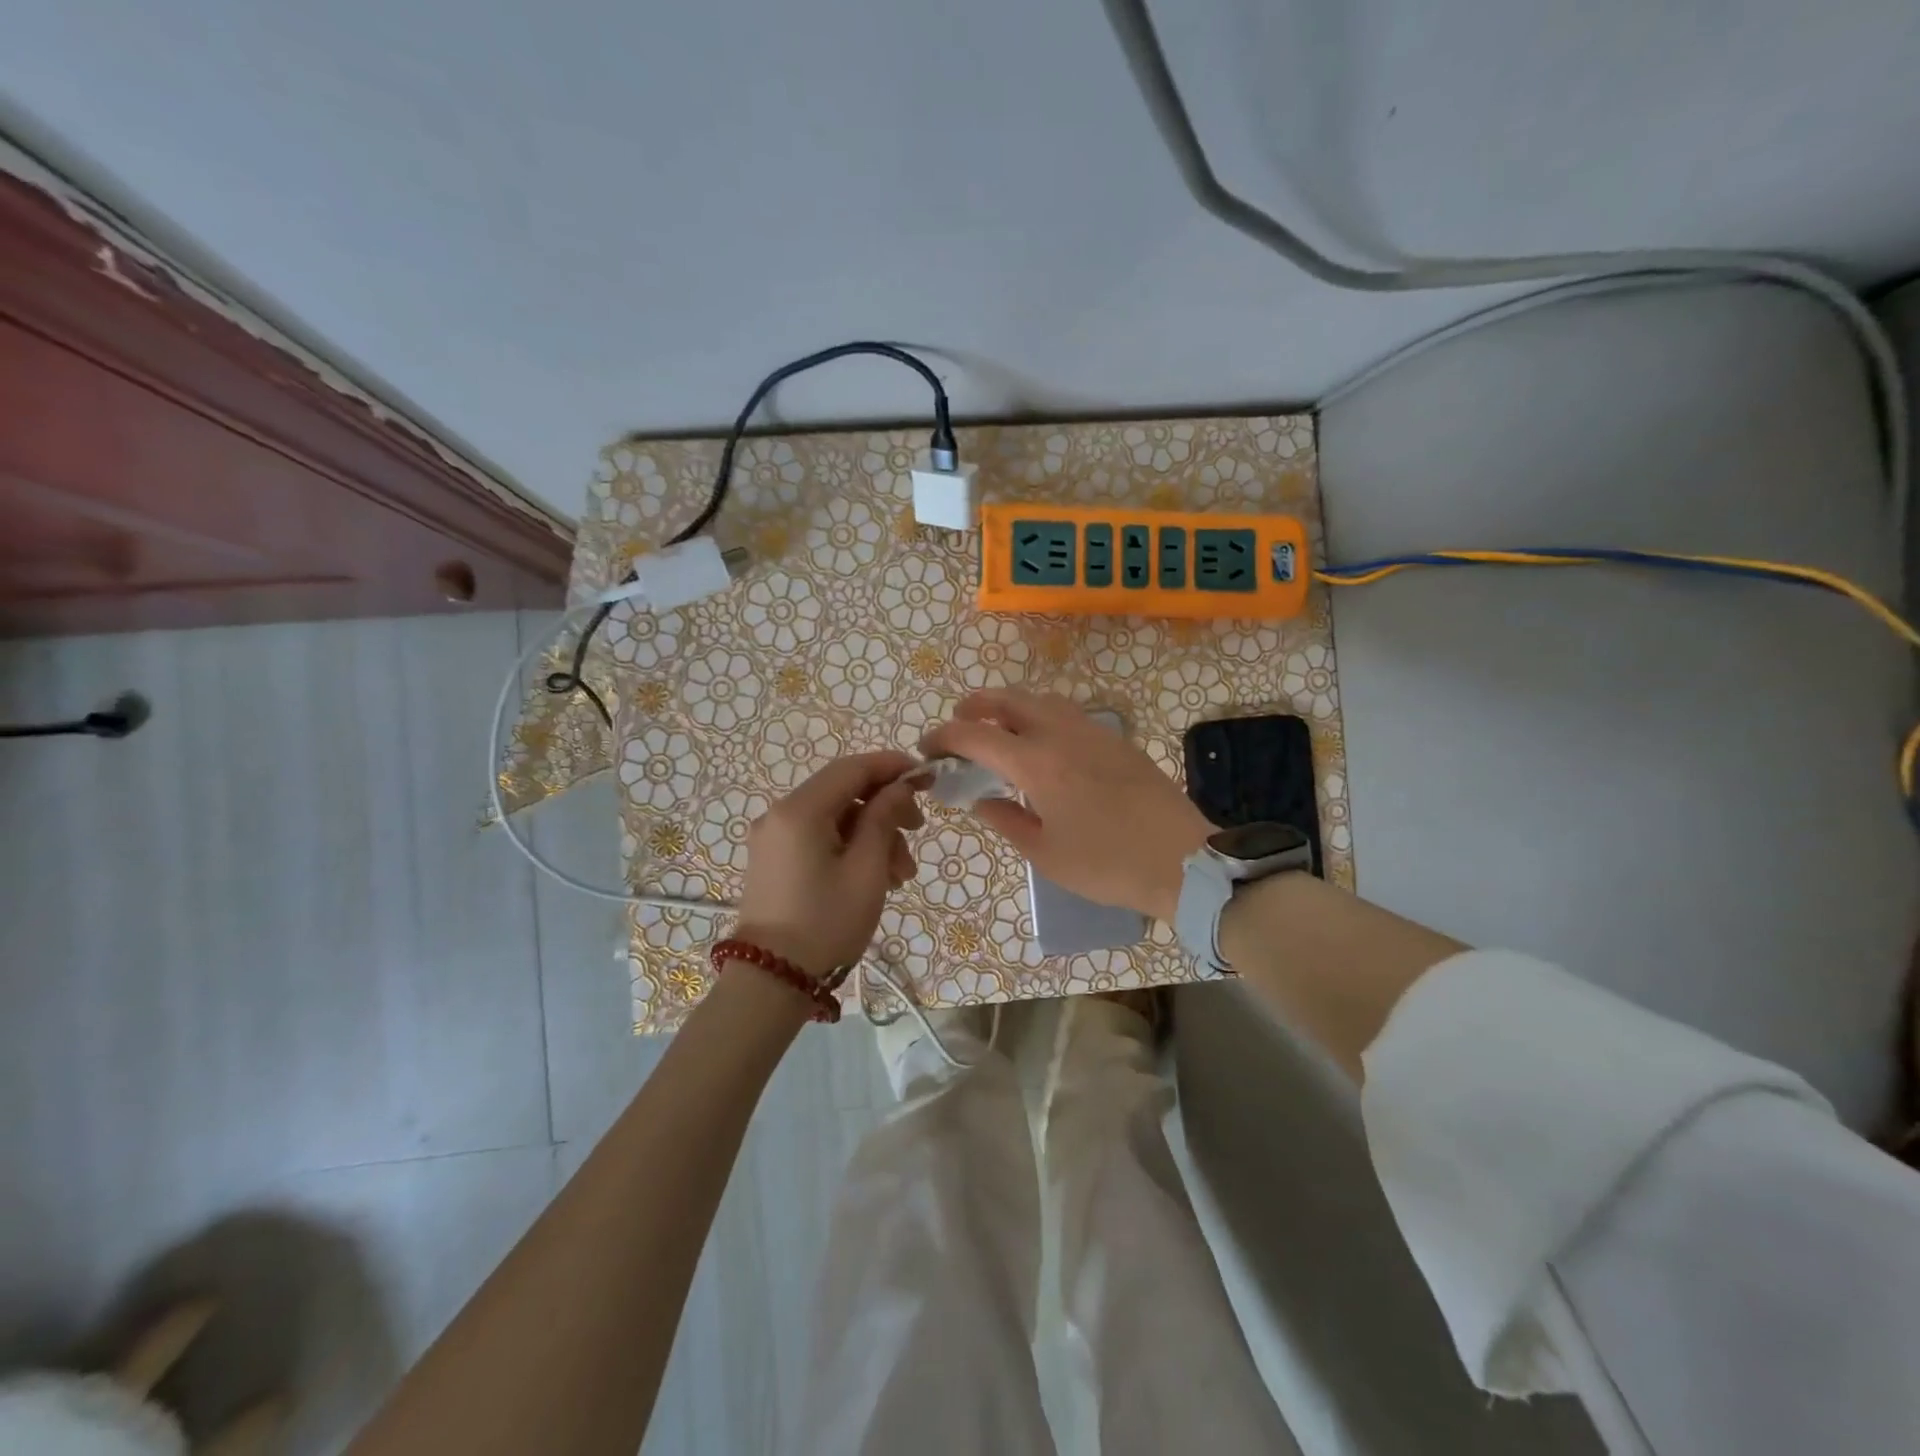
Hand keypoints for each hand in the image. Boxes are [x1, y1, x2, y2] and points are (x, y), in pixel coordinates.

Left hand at [733, 751, 924, 979]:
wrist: (771, 981)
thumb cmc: (826, 923)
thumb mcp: (867, 869)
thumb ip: (884, 818)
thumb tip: (898, 787)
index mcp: (799, 810)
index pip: (852, 768)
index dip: (892, 766)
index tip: (927, 776)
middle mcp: (780, 814)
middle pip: (843, 792)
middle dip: (885, 808)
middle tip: (918, 831)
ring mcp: (774, 838)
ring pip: (835, 818)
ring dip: (873, 835)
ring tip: (901, 874)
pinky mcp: (775, 860)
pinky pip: (819, 838)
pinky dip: (850, 848)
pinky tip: (876, 878)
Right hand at [922, 690, 1214, 921]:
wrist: (1182, 860)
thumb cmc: (1107, 864)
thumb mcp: (1045, 854)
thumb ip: (1006, 820)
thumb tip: (981, 800)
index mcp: (1037, 764)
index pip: (977, 735)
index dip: (945, 737)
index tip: (929, 749)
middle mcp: (1061, 734)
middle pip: (1008, 699)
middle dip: (975, 706)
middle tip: (958, 725)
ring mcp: (1092, 732)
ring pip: (1040, 699)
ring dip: (1009, 705)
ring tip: (996, 729)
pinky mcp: (1115, 739)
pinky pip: (1066, 712)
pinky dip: (1039, 714)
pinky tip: (1041, 743)